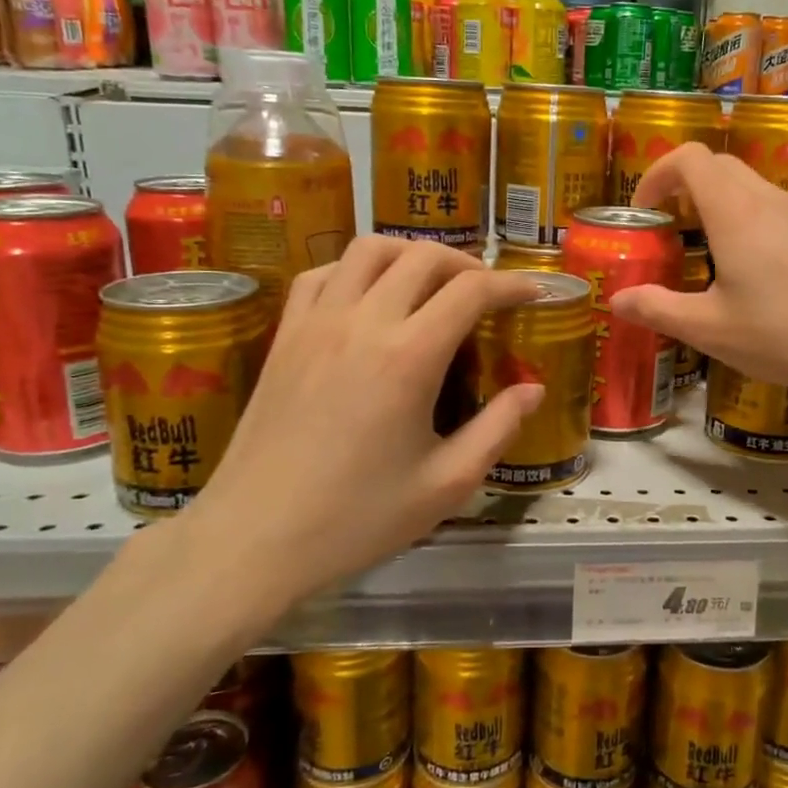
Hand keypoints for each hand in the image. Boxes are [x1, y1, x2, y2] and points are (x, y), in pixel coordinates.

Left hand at [170, 239, 543, 626]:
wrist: (255, 537)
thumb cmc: (357, 518)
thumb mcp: (446, 484)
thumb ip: (498, 429)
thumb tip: (533, 389)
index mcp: (410, 357)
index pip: (471, 290)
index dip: (511, 285)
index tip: (532, 295)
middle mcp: (363, 322)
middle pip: (423, 256)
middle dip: (467, 264)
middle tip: (487, 293)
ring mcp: (316, 323)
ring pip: (369, 250)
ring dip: (410, 254)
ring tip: (431, 283)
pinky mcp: (285, 336)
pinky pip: (321, 274)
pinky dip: (355, 269)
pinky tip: (368, 296)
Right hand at [611, 143, 787, 391]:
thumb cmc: (787, 332)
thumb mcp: (712, 330)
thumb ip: (659, 310)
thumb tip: (619, 300)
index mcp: (735, 212)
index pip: (689, 158)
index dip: (657, 173)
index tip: (644, 210)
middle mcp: (768, 200)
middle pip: (719, 166)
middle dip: (685, 188)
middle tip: (670, 231)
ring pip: (750, 187)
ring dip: (719, 206)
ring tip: (709, 255)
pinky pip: (776, 209)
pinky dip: (750, 221)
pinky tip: (757, 273)